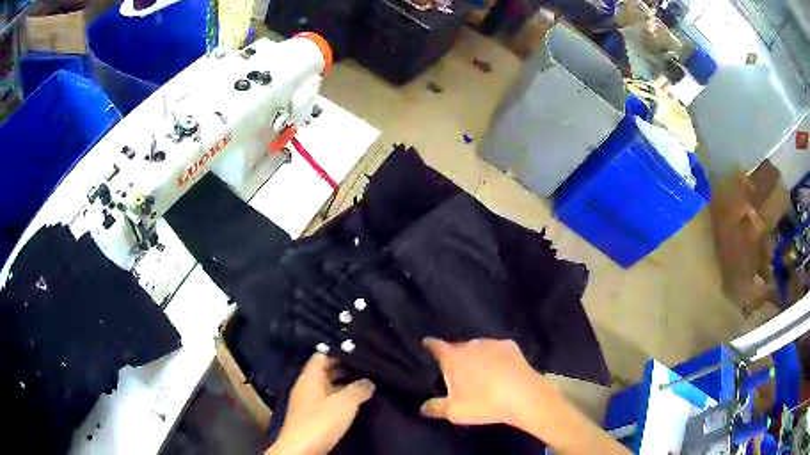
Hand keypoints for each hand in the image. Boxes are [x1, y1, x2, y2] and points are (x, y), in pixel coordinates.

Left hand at [267, 353, 374, 454]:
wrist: (301, 449)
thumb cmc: (320, 422)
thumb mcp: (344, 403)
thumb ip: (358, 389)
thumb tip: (368, 382)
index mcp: (310, 377)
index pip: (322, 355)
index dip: (339, 353)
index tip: (358, 353)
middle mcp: (305, 386)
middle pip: (325, 371)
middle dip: (344, 370)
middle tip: (366, 369)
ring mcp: (306, 402)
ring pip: (326, 387)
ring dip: (343, 386)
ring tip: (364, 386)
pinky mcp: (309, 416)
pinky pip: (326, 400)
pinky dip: (338, 399)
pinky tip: (352, 405)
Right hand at [420, 337, 547, 426]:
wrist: (524, 395)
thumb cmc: (484, 403)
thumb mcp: (454, 412)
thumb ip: (435, 407)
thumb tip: (422, 407)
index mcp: (453, 358)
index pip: (436, 345)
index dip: (430, 345)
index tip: (426, 344)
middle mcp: (471, 345)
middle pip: (458, 347)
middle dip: (455, 356)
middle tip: (457, 372)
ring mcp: (492, 343)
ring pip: (478, 348)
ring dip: (475, 356)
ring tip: (480, 372)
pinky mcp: (510, 345)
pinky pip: (496, 349)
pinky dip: (494, 356)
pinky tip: (500, 369)